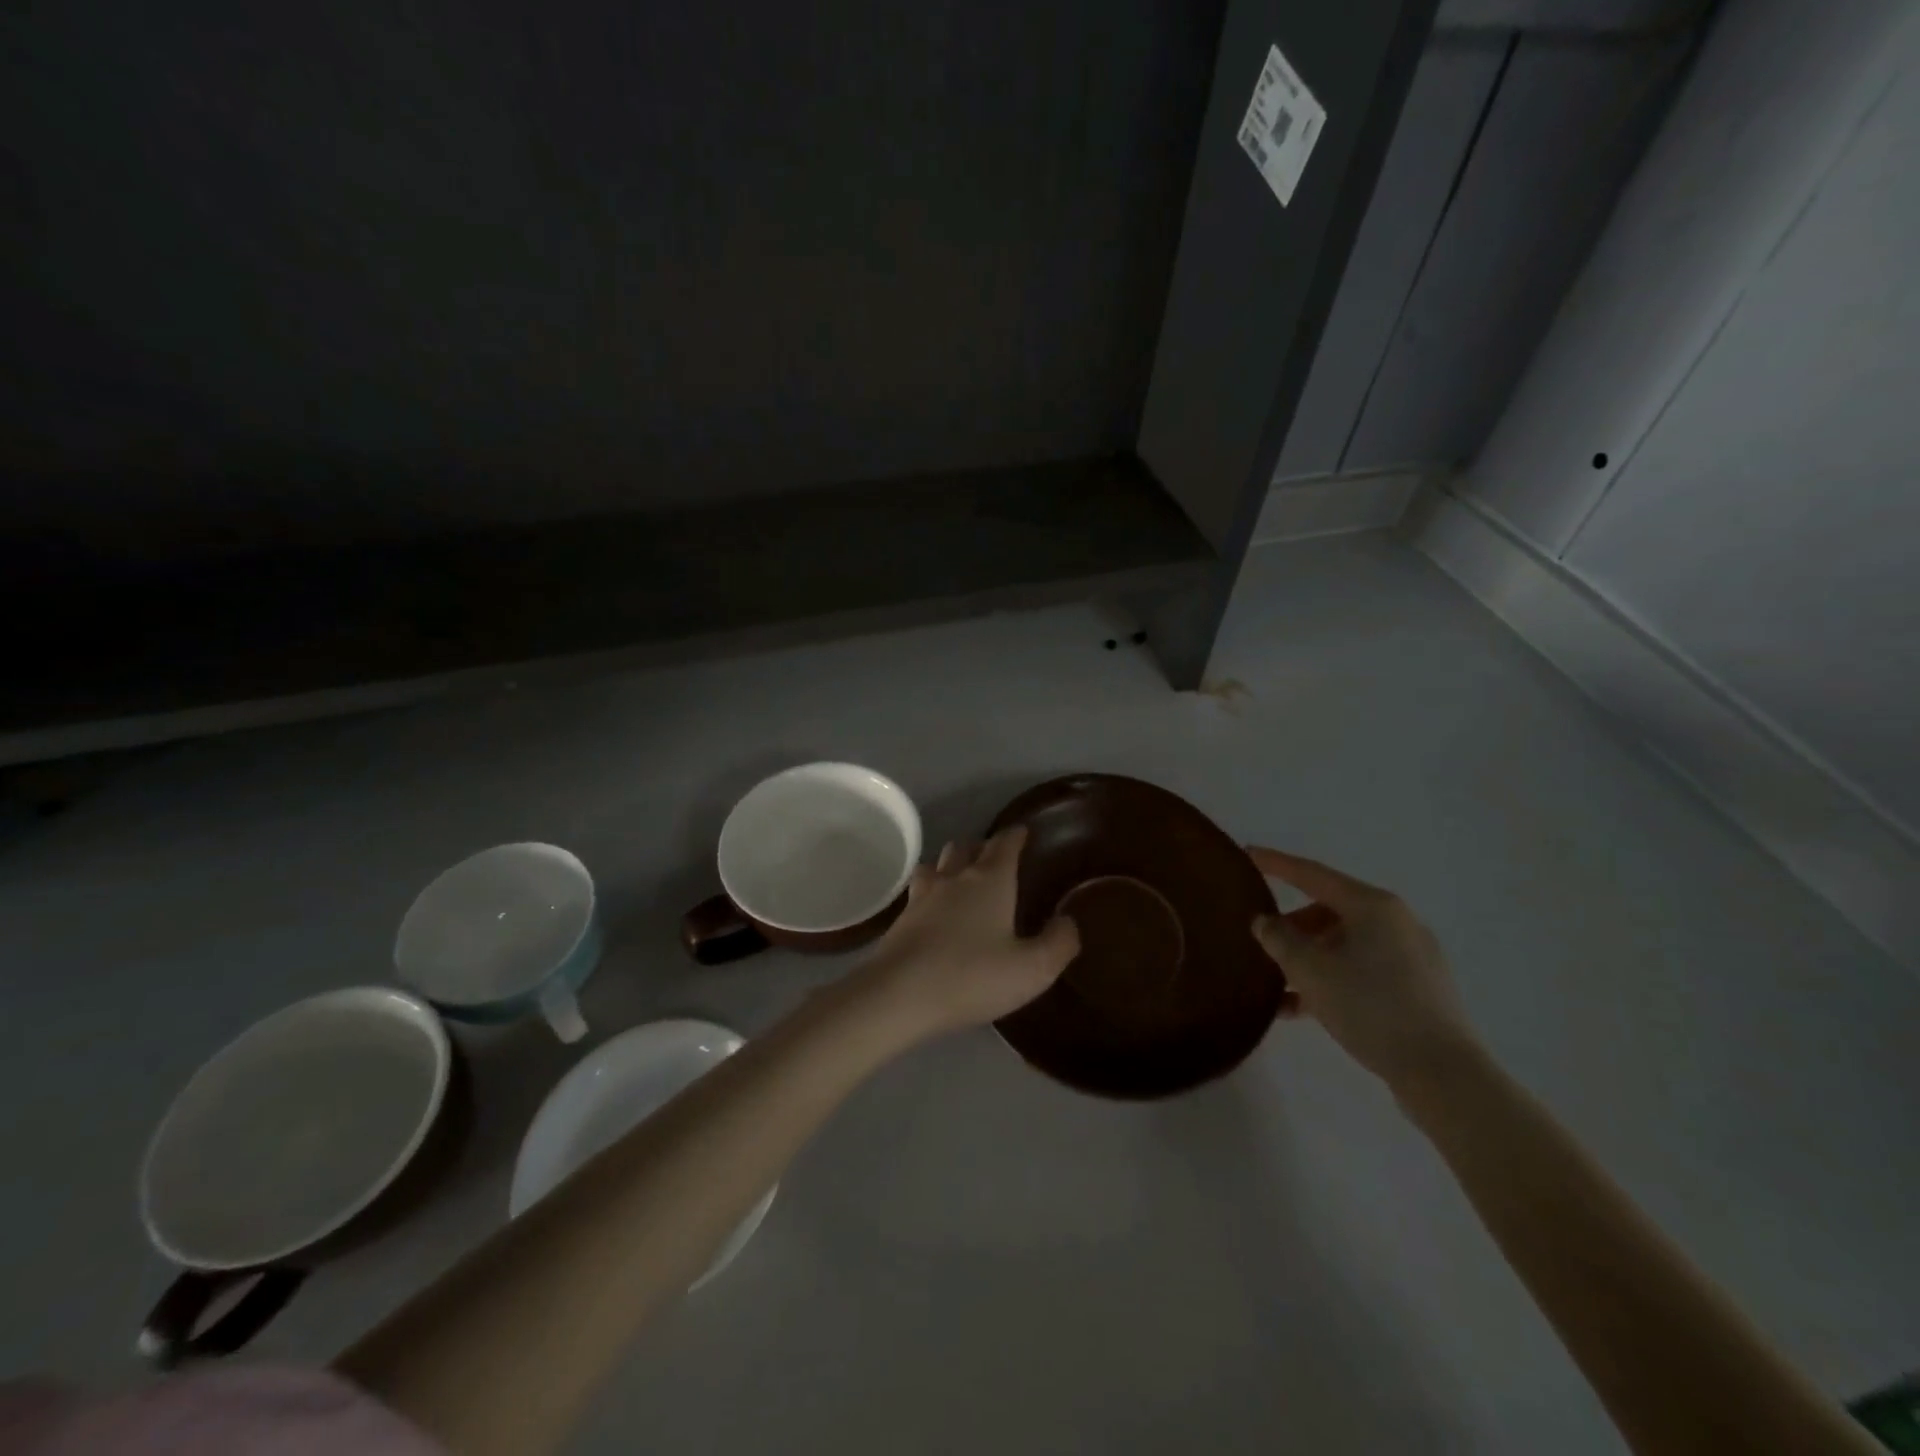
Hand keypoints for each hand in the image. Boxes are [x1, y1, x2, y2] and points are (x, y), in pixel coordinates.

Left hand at [850, 827, 1079, 1043]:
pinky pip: (919, 890)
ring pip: (938, 863)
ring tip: (961, 876)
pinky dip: (931, 889)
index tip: (1023, 832)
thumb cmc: (972, 977)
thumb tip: (1069, 921)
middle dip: (982, 846)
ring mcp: (923, 896)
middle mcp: (955, 878)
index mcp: (990, 881)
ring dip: (951, 863)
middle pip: (966, 846)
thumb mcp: (1032, 969)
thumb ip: (1058, 943)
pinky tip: (934, 908)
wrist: (898, 995)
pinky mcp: (901, 918)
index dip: (1015, 836)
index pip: (1004, 844)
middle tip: (995, 857)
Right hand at [1247, 846, 1479, 1092]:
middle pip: (1329, 911)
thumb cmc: (1371, 1008)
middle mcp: (1396, 922)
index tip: (1248, 854)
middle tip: (1262, 943)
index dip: (1277, 864)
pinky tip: (1303, 1009)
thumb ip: (1279, 940)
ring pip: (1345, 944)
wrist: (1443, 1074)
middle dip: (1292, 927)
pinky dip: (1332, 980)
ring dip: (1309, 959)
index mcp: (1373, 906)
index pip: (1313, 874)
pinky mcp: (1418, 989)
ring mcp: (1411, 956)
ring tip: (1278, 986)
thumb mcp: (1311, 971)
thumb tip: (1265, 922)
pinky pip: (1362, 970)